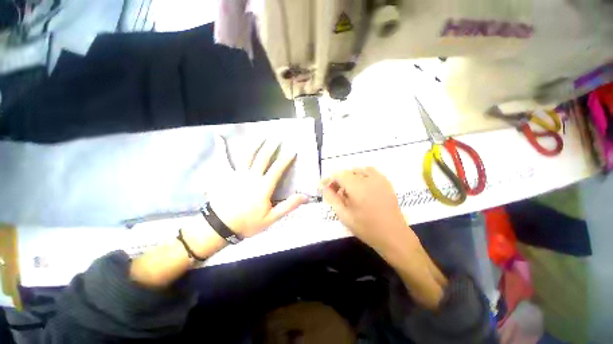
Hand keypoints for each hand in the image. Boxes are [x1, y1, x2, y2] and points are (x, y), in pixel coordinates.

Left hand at [208, 136, 307, 237]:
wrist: (220, 226)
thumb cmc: (248, 223)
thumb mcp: (271, 218)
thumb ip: (288, 206)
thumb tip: (304, 197)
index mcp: (263, 186)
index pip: (277, 168)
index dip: (286, 159)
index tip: (293, 150)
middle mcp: (251, 176)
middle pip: (263, 157)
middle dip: (271, 146)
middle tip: (277, 136)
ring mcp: (237, 174)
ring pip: (247, 155)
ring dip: (255, 144)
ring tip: (261, 135)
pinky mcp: (225, 175)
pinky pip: (223, 159)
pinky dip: (221, 148)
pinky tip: (219, 138)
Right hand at [321, 167, 418, 253]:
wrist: (394, 236)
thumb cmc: (366, 228)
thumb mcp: (344, 215)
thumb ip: (332, 198)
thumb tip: (325, 187)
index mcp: (357, 187)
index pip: (338, 174)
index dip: (330, 179)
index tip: (325, 188)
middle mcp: (368, 179)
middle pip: (348, 172)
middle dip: (339, 180)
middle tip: (336, 193)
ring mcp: (379, 179)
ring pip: (358, 171)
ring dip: (350, 178)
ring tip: (349, 191)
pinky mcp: (386, 182)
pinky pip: (370, 172)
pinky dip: (362, 175)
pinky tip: (361, 187)